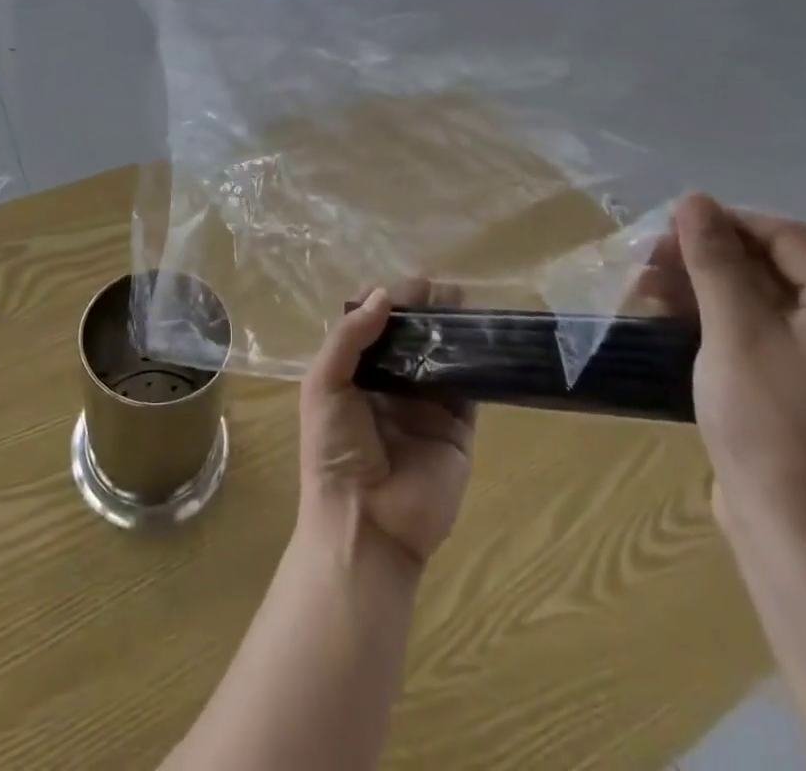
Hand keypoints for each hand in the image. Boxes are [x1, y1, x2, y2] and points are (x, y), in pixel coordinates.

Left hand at [298, 287, 476, 570]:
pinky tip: (482, 334)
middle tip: (440, 286)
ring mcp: (425, 406)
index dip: (385, 301)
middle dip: (423, 309)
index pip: (370, 327)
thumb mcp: (324, 384)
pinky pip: (469, 387)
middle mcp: (390, 386)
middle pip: (409, 337)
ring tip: (462, 299)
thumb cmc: (333, 449)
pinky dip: (476, 360)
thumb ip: (349, 337)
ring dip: (450, 328)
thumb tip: (381, 294)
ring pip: (440, 356)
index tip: (405, 283)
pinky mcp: (457, 427)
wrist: (366, 523)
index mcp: (354, 375)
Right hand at [649, 194, 805, 557]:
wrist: (794, 529)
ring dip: (705, 285)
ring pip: (764, 297)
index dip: (725, 222)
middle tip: (649, 260)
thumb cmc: (768, 419)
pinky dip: (719, 316)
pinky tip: (672, 316)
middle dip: (708, 256)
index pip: (788, 236)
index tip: (665, 229)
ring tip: (647, 287)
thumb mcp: (733, 329)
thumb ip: (714, 259)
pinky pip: (764, 329)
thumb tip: (693, 198)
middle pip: (776, 265)